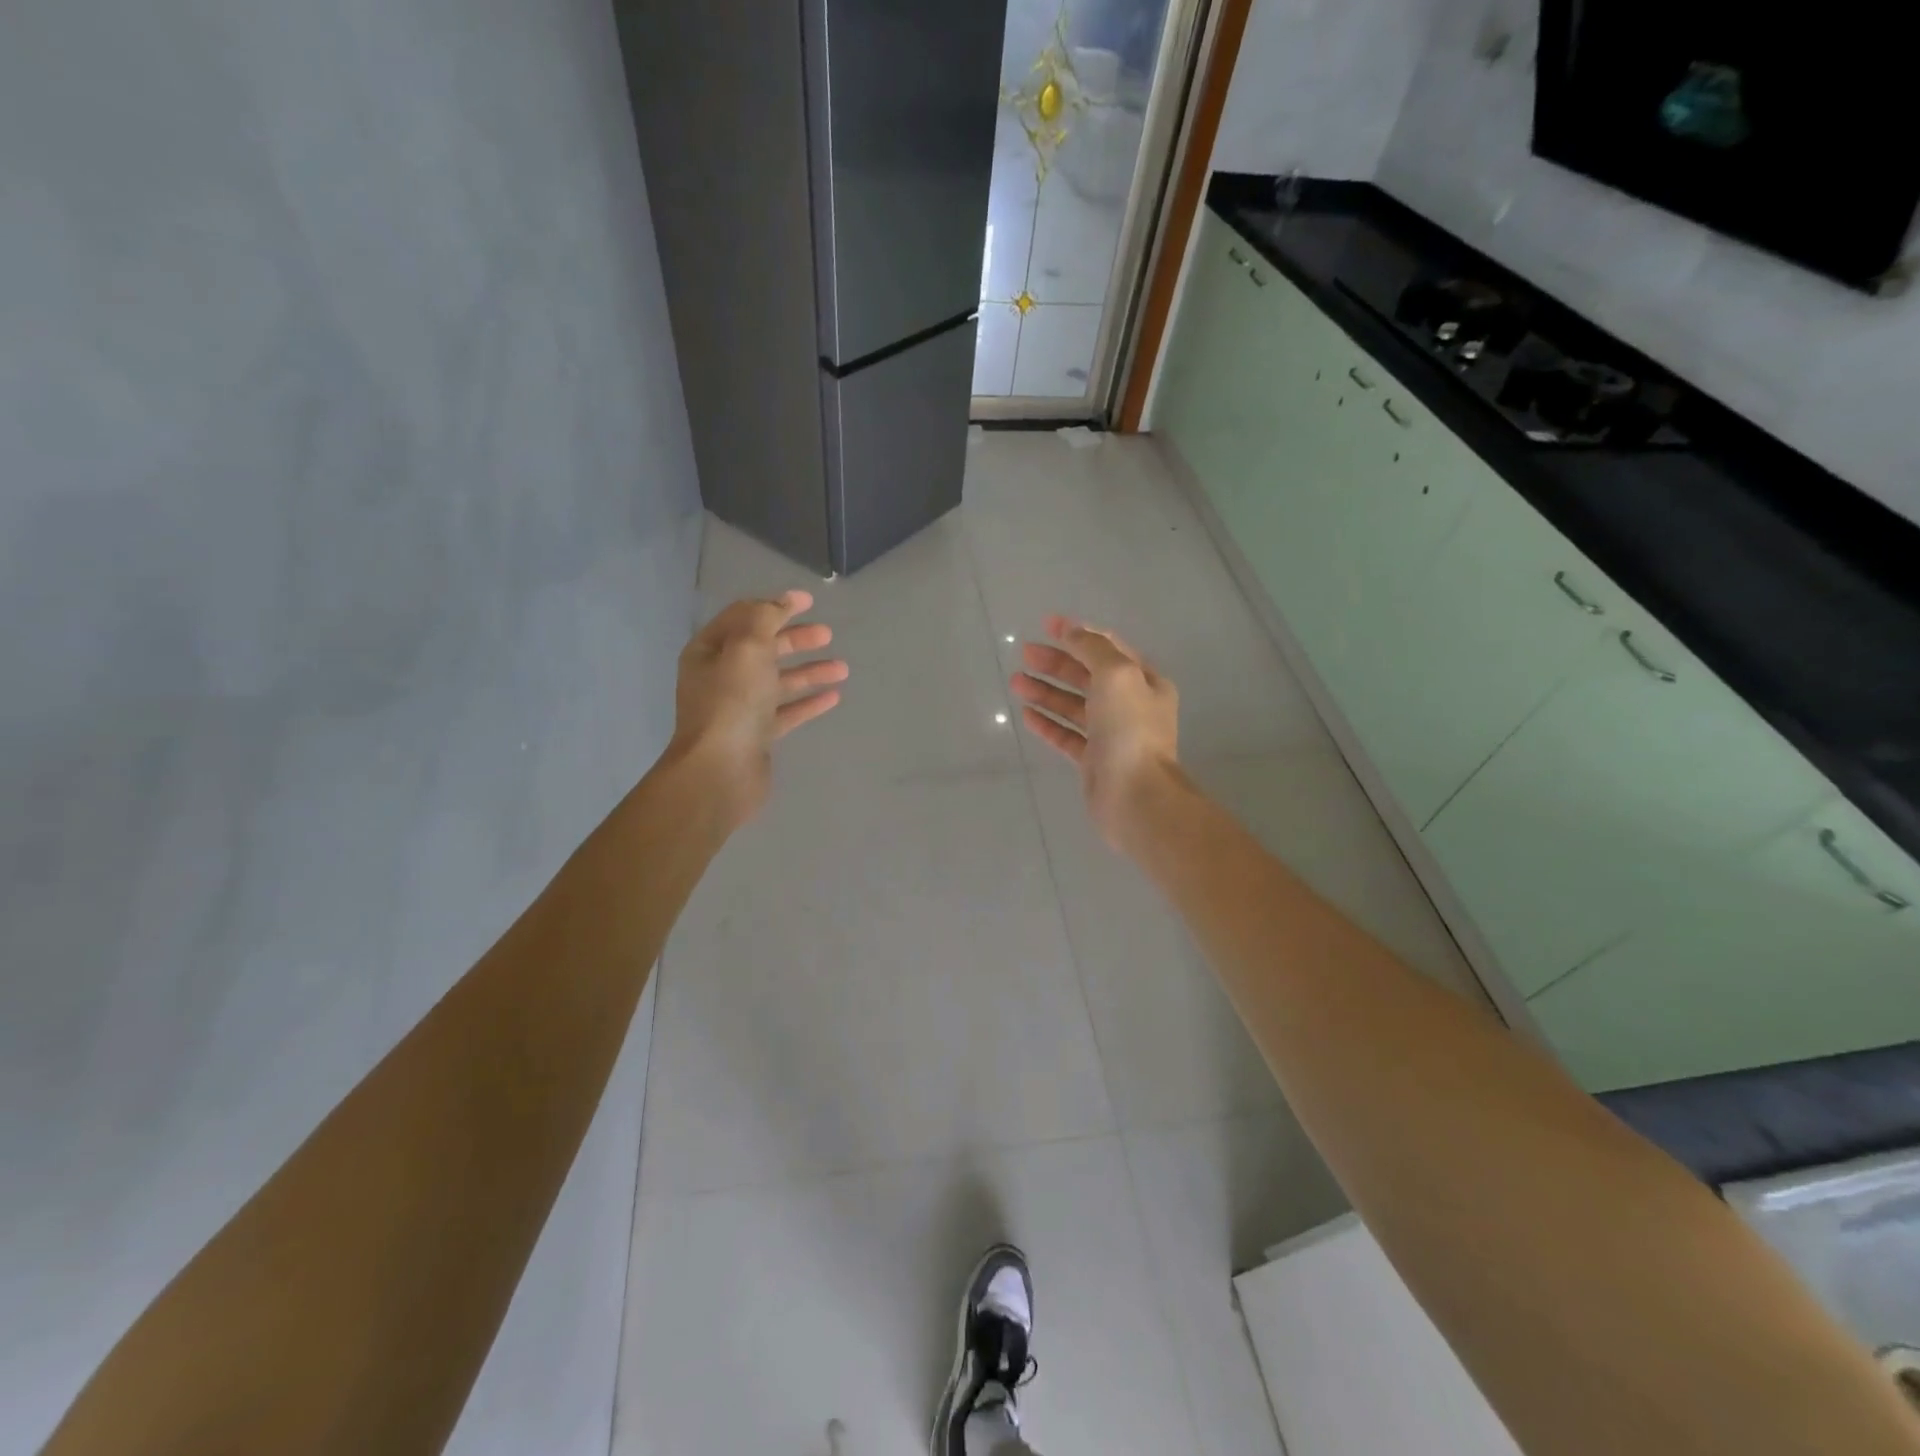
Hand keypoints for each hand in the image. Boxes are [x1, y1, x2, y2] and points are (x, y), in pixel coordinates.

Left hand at [669, 591, 847, 825]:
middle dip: (796, 639)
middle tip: (828, 635)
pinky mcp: (758, 735)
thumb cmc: (731, 703)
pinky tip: (833, 697)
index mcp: (710, 651)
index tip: (809, 601)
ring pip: (779, 681)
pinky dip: (808, 702)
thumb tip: (781, 601)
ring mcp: (740, 708)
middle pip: (764, 649)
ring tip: (842, 668)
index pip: (744, 617)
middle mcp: (721, 677)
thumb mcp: (747, 648)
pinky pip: (787, 712)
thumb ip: (765, 619)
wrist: (721, 771)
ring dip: (810, 672)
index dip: (776, 605)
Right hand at [1011, 615, 1179, 847]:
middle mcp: (1131, 705)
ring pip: (1074, 705)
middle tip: (1025, 653)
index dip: (1078, 634)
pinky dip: (1048, 723)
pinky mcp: (1094, 760)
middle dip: (1056, 662)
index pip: (1109, 648)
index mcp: (1144, 681)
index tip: (1047, 624)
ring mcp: (1112, 735)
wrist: (1135, 795)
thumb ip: (1092, 649)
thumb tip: (1072, 632)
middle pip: (1088, 676)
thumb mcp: (1116, 674)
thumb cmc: (1129, 729)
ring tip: (1015, 682)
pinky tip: (1026, 714)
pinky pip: (1067, 735)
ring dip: (1046, 691)